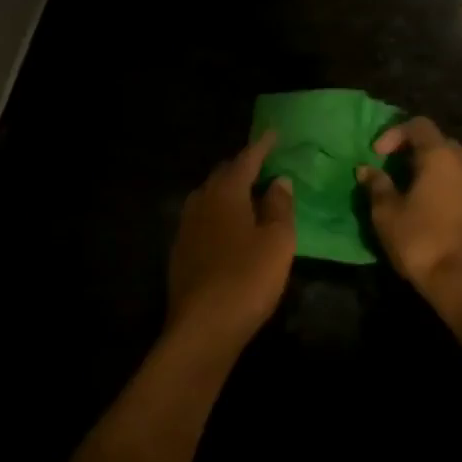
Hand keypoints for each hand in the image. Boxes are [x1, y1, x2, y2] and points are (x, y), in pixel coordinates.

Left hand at [167, 134, 296, 346]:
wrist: (202, 328)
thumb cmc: (248, 278)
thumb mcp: (277, 241)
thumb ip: (280, 206)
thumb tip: (279, 181)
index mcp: (226, 193)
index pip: (246, 160)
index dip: (261, 146)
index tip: (274, 133)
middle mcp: (201, 202)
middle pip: (222, 174)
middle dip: (242, 165)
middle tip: (263, 163)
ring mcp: (186, 228)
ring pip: (208, 196)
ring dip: (228, 189)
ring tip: (247, 192)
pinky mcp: (181, 252)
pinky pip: (202, 218)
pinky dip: (219, 212)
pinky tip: (228, 226)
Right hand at [357, 118, 461, 306]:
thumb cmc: (421, 239)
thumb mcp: (387, 212)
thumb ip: (377, 185)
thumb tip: (366, 170)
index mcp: (440, 156)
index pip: (419, 125)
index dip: (394, 133)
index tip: (378, 155)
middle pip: (438, 142)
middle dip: (414, 150)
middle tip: (392, 168)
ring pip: (452, 164)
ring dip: (430, 169)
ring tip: (408, 189)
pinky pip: (461, 184)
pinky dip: (443, 186)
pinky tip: (428, 208)